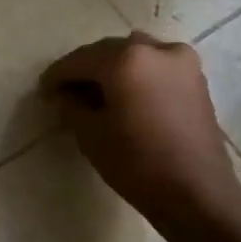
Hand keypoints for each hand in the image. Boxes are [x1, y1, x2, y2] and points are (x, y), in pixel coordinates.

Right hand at [42, 34, 240, 234]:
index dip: (58, 75)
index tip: (44, 90)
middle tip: (67, 90)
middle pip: (110, 51)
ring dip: (114, 68)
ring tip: (98, 93)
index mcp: (126, 59)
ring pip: (136, 55)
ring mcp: (182, 61)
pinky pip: (157, 67)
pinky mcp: (196, 79)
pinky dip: (138, 75)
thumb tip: (65, 94)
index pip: (80, 59)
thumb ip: (71, 106)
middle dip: (87, 68)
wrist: (196, 191)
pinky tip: (126, 97)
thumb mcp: (90, 135)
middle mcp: (156, 49)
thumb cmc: (136, 163)